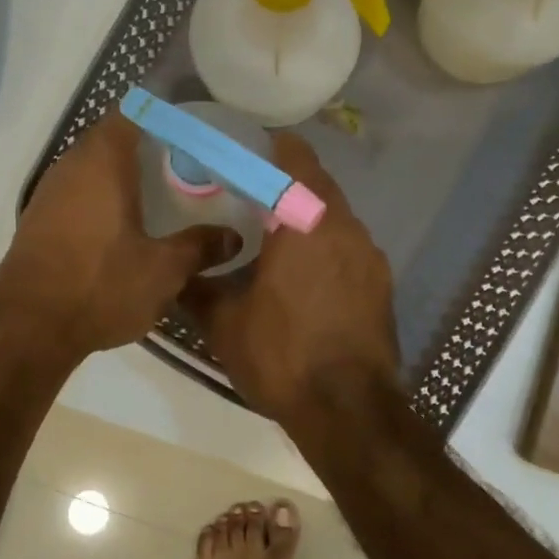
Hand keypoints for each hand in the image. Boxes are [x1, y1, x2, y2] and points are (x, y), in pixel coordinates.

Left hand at [0, 111, 232, 364]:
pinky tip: (127, 222)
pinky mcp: (39, 220)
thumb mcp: (163, 270)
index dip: (164, 111)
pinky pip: (79, 192)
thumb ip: (200, 247)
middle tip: (188, 159)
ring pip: (94, 166)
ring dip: (124, 172)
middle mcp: (71, 165)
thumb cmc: (100, 286)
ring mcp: (50, 192)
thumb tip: (233, 237)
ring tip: (163, 189)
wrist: (28, 329)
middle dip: (149, 144)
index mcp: (103, 161)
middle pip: (113, 137)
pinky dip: (105, 196)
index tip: (194, 124)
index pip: (134, 111)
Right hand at [187, 134, 399, 424]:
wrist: (349, 411)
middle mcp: (345, 228)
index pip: (296, 159)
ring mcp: (370, 257)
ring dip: (309, 219)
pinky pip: (350, 249)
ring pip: (337, 219)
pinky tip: (305, 279)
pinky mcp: (382, 286)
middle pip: (319, 186)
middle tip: (253, 197)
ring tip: (276, 239)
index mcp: (305, 222)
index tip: (252, 150)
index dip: (275, 147)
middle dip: (288, 184)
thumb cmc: (282, 356)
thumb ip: (197, 288)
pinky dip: (328, 249)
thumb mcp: (224, 324)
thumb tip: (176, 274)